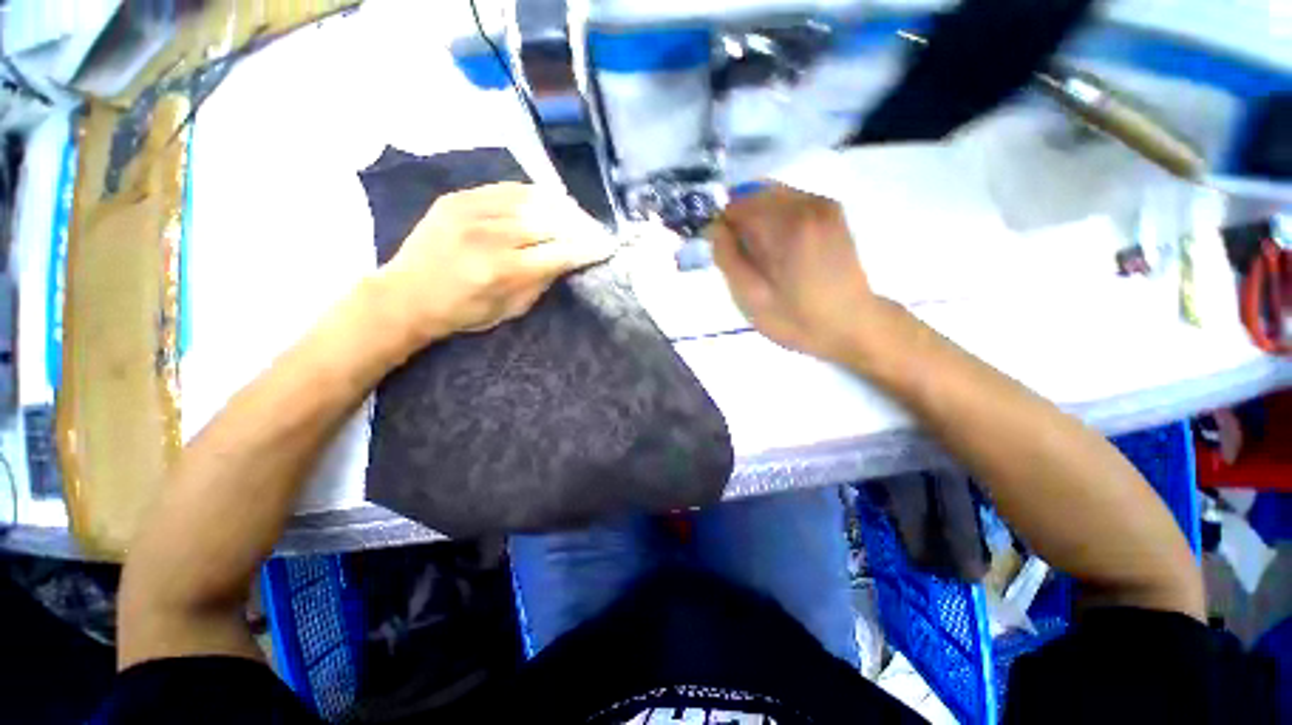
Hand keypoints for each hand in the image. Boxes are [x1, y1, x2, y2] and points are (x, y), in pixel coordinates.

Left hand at [380, 182, 614, 341]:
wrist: (406, 295)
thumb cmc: (463, 312)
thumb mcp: (511, 309)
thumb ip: (542, 281)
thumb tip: (567, 258)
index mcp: (504, 271)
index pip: (560, 252)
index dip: (588, 248)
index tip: (607, 246)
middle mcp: (490, 236)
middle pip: (551, 221)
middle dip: (581, 226)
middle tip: (595, 231)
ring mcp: (471, 211)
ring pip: (533, 200)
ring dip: (562, 208)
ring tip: (576, 216)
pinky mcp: (459, 197)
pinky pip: (507, 188)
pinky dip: (533, 194)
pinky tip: (547, 201)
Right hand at [709, 184, 887, 363]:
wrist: (852, 326)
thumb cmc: (798, 320)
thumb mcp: (752, 299)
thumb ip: (728, 259)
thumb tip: (715, 227)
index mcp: (787, 226)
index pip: (736, 205)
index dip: (721, 225)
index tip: (721, 251)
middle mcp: (807, 204)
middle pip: (754, 194)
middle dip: (739, 220)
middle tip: (740, 256)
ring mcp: (823, 205)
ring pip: (771, 196)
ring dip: (756, 219)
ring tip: (760, 256)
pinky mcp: (831, 212)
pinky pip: (789, 202)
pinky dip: (774, 219)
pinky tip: (778, 249)